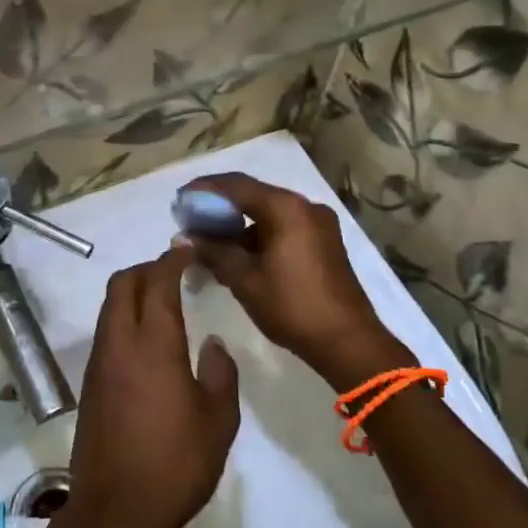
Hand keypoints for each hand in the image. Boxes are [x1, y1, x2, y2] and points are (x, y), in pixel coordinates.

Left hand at [61, 247, 239, 527]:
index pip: (158, 283)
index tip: (188, 251)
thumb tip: (214, 344)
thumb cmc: (176, 465)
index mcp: (153, 345)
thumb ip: (220, 374)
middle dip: (146, 269)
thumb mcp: (218, 421)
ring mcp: (99, 363)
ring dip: (132, 293)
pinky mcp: (90, 384)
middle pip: (122, 285)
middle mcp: (119, 343)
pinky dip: (124, 319)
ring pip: (109, 307)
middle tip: (174, 273)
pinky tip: (147, 341)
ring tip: (163, 303)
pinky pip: (105, 332)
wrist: (117, 511)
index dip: (172, 261)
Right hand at [180, 173, 409, 386]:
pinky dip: (256, 238)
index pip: (236, 185)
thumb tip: (184, 237)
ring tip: (207, 243)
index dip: (203, 190)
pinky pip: (281, 229)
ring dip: (237, 226)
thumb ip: (213, 251)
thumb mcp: (244, 279)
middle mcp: (305, 207)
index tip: (179, 201)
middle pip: (253, 197)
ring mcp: (318, 225)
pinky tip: (235, 256)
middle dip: (218, 208)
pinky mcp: (322, 244)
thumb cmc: (292, 306)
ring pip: (267, 215)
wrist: (348, 342)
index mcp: (287, 208)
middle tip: (189, 222)